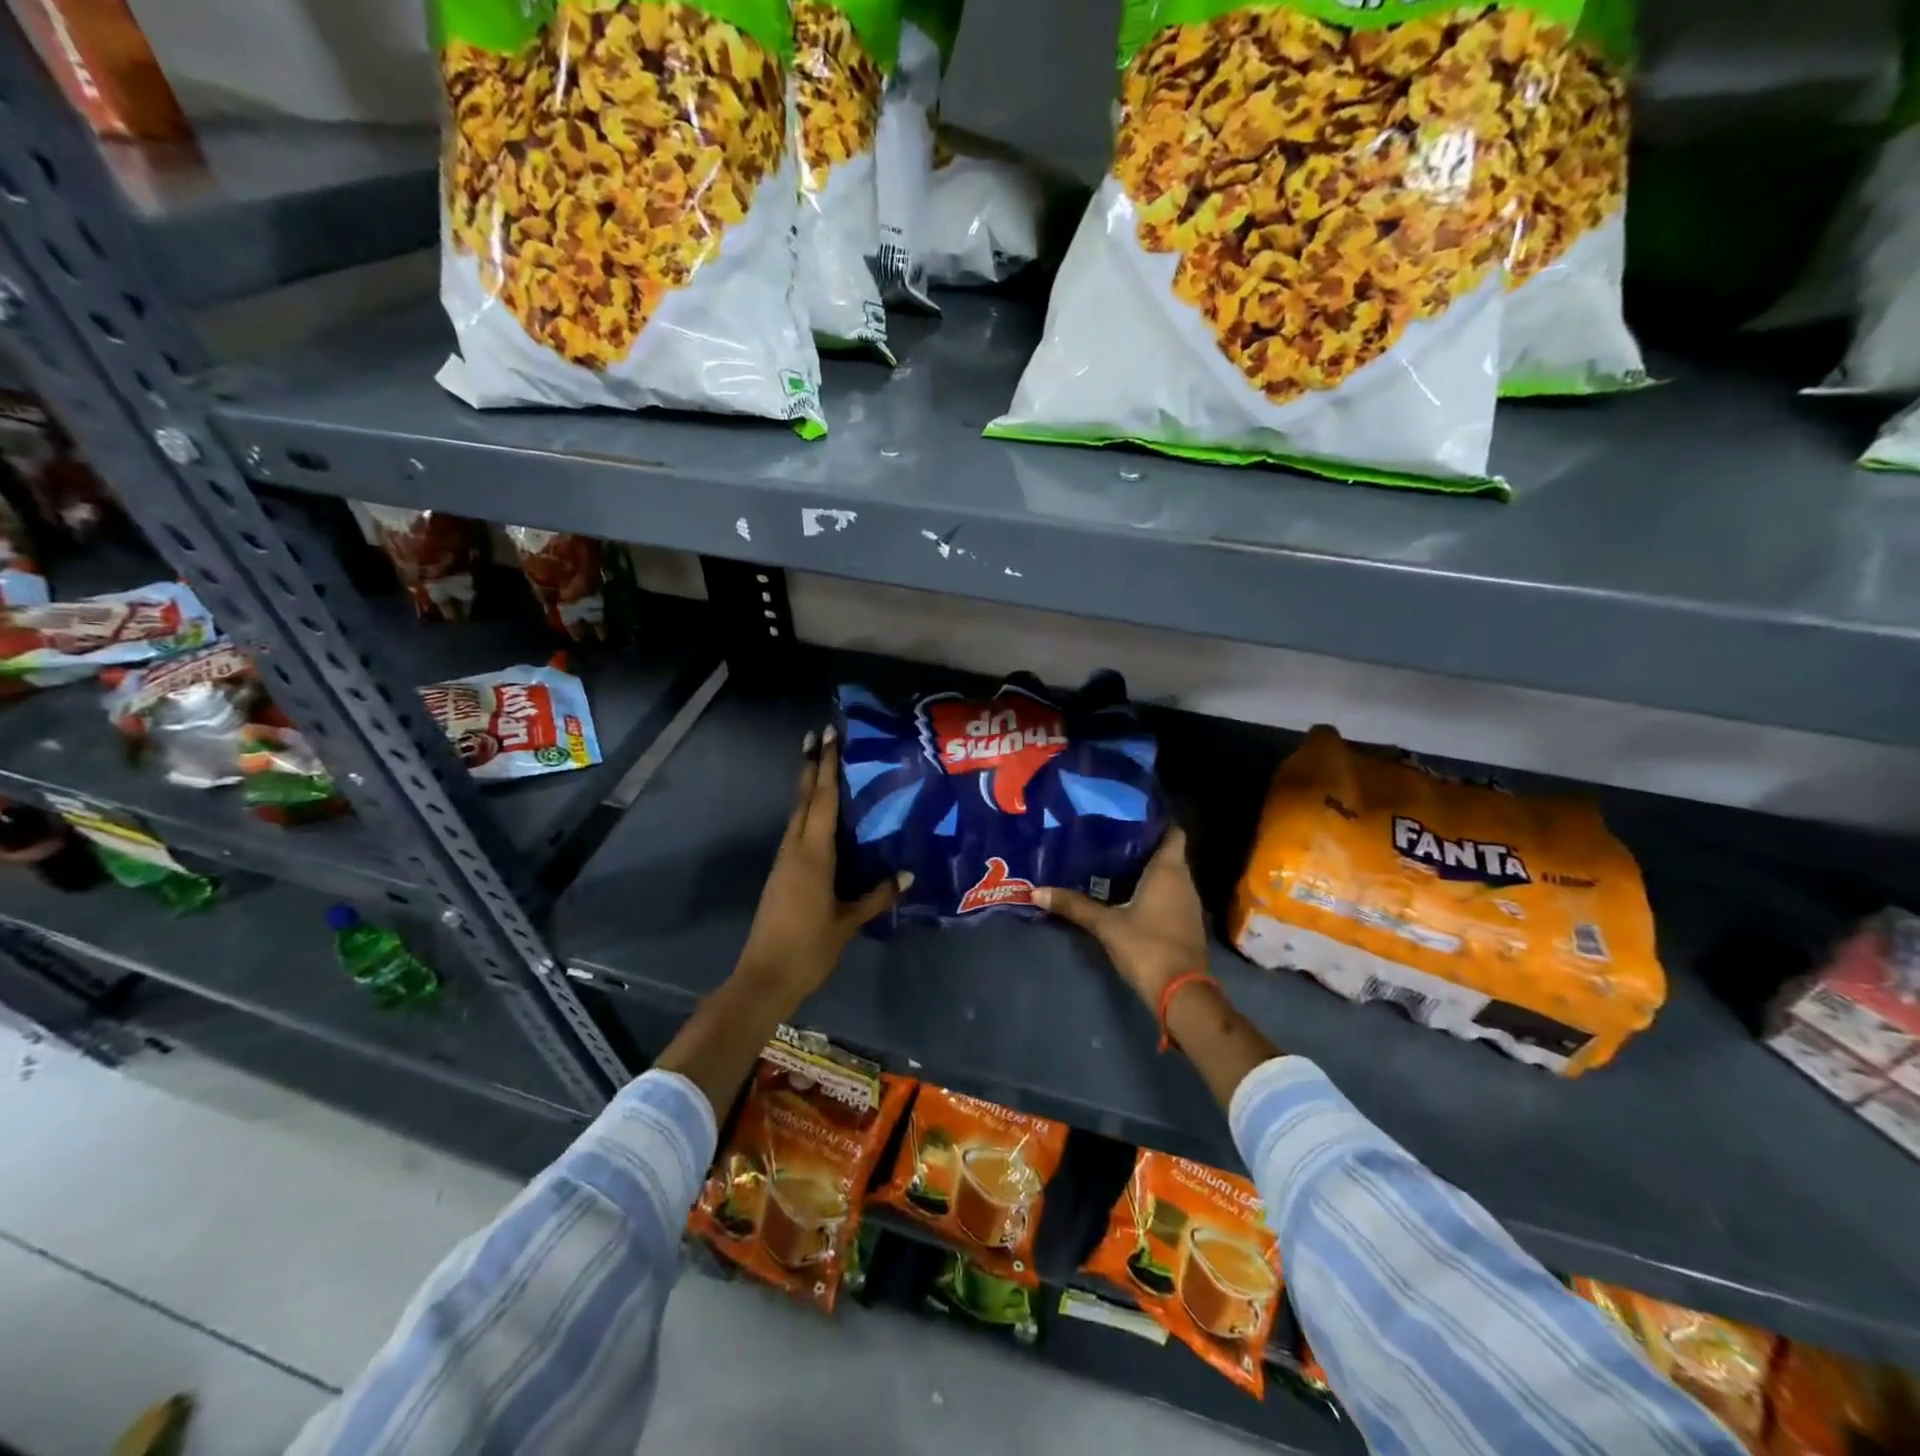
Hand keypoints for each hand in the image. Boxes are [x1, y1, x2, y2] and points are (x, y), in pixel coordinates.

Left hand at [734, 725, 909, 1008]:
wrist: (764, 978)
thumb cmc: (809, 949)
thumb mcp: (848, 923)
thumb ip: (877, 896)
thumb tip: (908, 874)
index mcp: (813, 856)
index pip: (821, 801)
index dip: (826, 767)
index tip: (826, 736)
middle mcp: (795, 850)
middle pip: (803, 800)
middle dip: (811, 767)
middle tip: (818, 736)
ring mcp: (784, 862)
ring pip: (797, 815)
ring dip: (807, 788)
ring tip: (821, 767)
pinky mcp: (781, 875)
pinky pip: (796, 833)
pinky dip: (807, 814)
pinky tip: (819, 818)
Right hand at [1033, 827, 1208, 1007]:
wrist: (1181, 994)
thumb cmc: (1147, 947)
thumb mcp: (1105, 925)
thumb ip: (1074, 905)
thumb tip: (1036, 891)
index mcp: (1169, 871)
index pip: (1172, 832)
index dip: (1156, 820)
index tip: (1131, 812)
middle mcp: (1184, 882)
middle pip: (1167, 853)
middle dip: (1142, 844)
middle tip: (1110, 836)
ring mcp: (1188, 904)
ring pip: (1169, 876)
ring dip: (1146, 869)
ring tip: (1113, 861)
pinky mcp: (1185, 924)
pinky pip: (1169, 895)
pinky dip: (1152, 890)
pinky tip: (1126, 893)